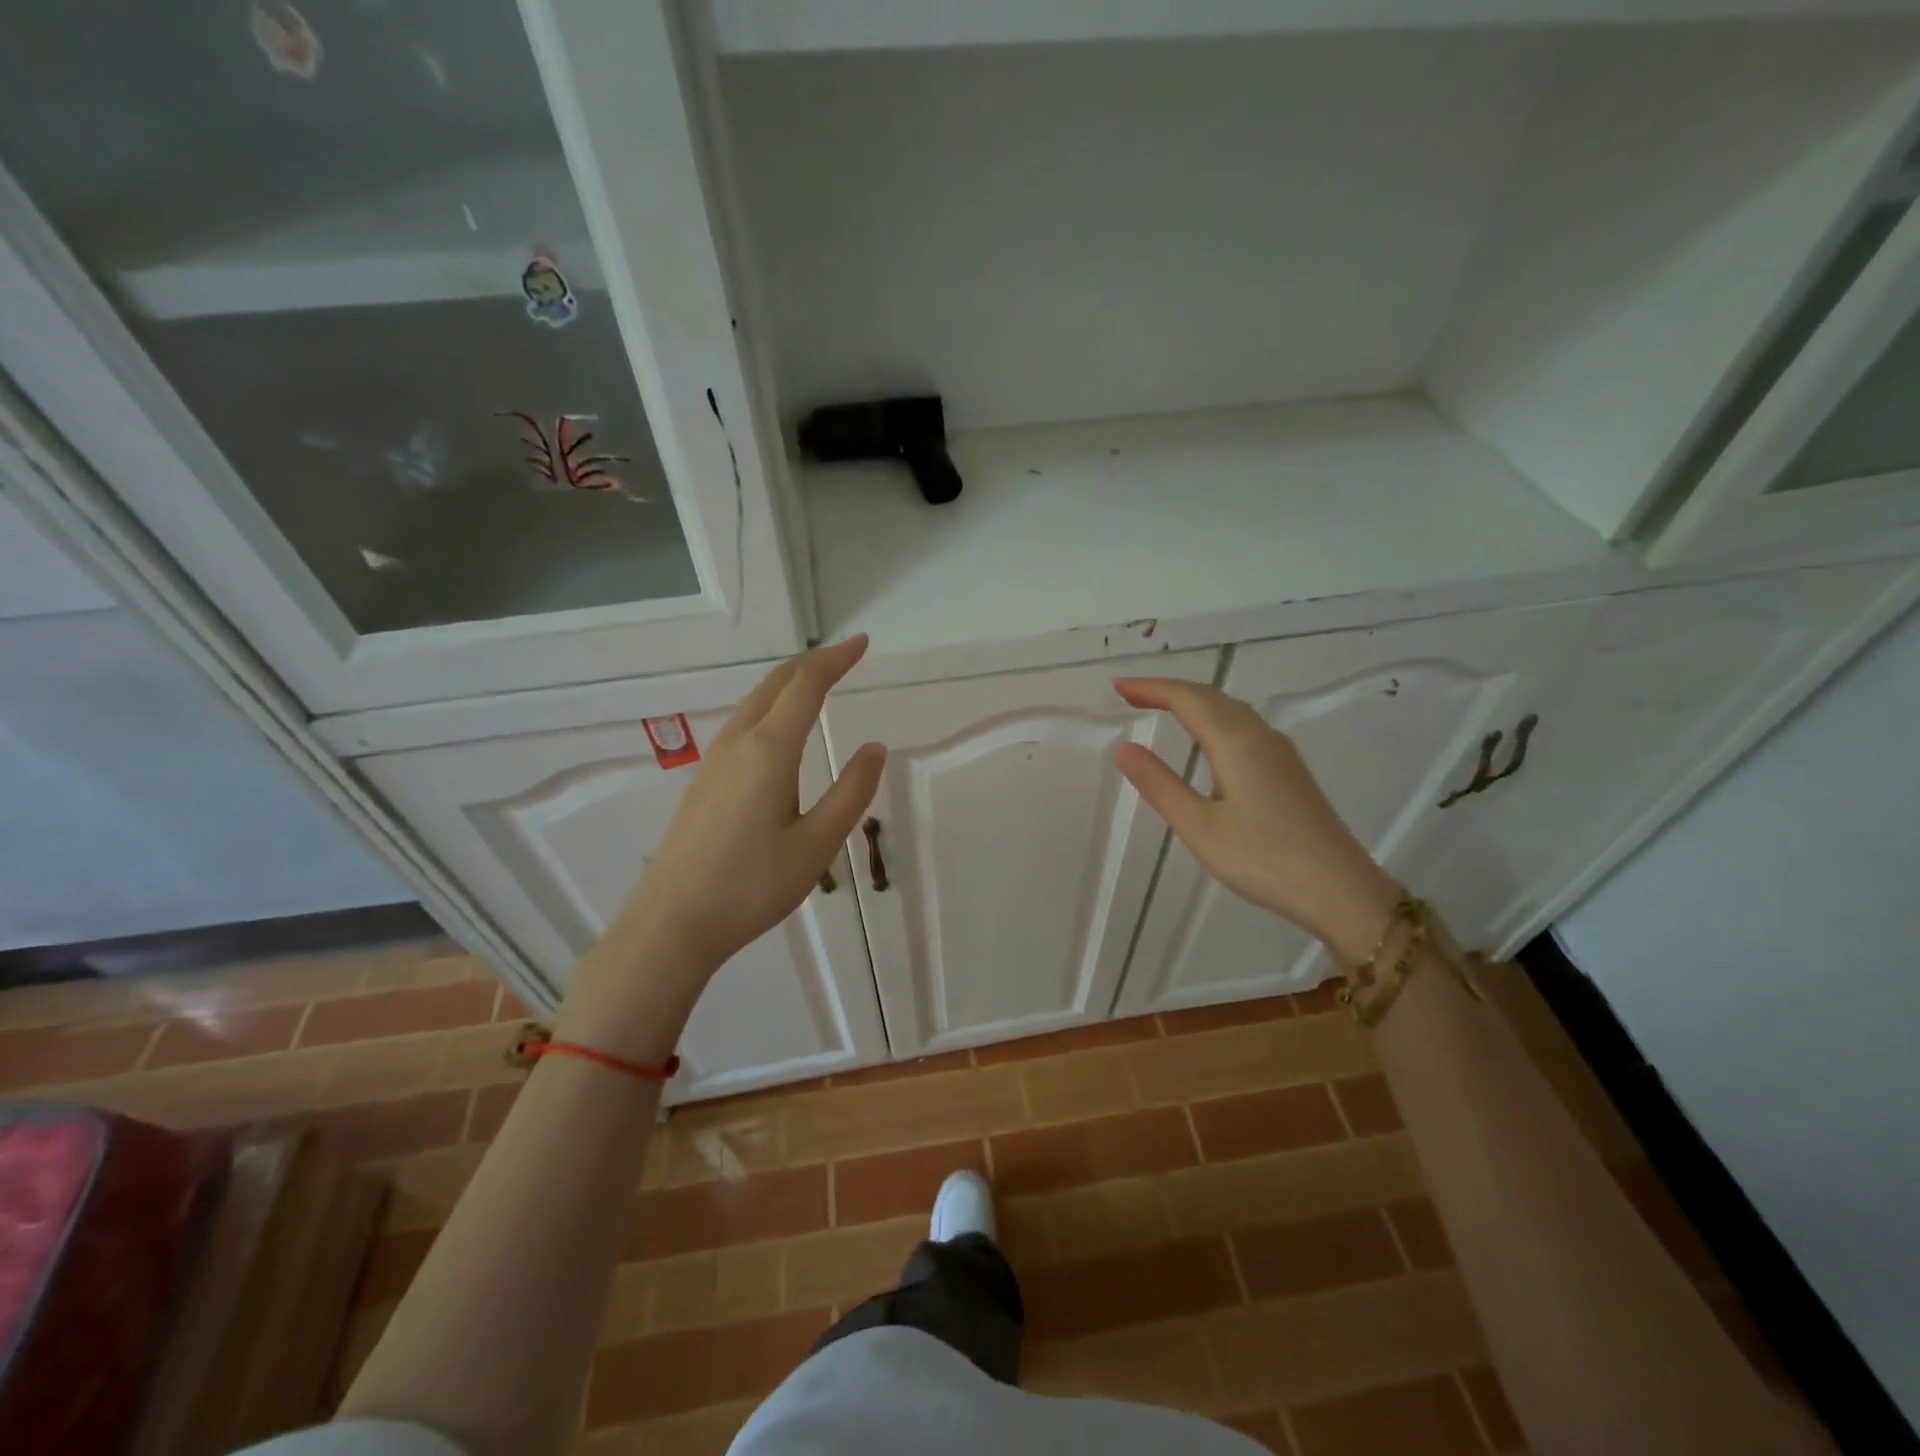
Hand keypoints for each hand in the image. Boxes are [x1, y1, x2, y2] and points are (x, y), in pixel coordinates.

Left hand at [561, 638, 885, 1050]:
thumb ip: (851, 793)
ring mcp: (715, 760)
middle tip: (846, 655)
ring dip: (789, 682)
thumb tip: (874, 749)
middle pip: (776, 684)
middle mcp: (738, 743)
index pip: (806, 686)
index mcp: (769, 750)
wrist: (672, 923)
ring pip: (755, 701)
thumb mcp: (816, 844)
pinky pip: (743, 722)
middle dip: (813, 663)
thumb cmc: (751, 886)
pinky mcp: (704, 779)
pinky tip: (779, 725)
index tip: (862, 644)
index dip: (836, 660)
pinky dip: (771, 704)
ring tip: (818, 680)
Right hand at [1113, 678, 1398, 965]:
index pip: (1187, 699)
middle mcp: (1261, 736)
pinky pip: (1244, 727)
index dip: (1151, 688)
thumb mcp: (1199, 826)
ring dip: (1194, 702)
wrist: (1341, 890)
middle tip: (1132, 695)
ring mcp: (1280, 753)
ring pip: (1231, 711)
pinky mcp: (1290, 771)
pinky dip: (1214, 719)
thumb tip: (1125, 748)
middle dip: (1169, 691)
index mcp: (1236, 742)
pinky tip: (1208, 740)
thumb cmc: (1263, 859)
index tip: (1118, 687)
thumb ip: (1160, 784)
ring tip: (1162, 708)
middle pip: (1211, 697)